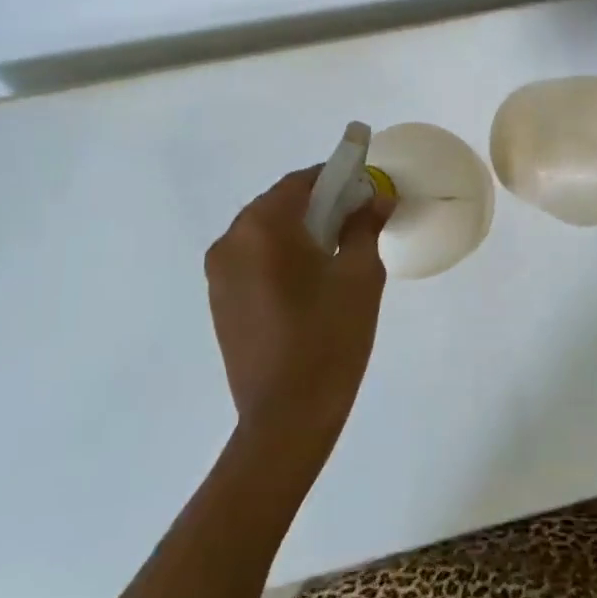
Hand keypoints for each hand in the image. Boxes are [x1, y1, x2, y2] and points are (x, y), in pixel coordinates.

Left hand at [204, 167, 395, 454]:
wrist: (285, 418)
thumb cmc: (329, 339)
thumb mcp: (360, 276)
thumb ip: (365, 226)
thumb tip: (377, 196)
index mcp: (262, 227)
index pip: (301, 182)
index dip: (336, 178)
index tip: (365, 190)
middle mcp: (231, 240)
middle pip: (279, 204)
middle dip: (318, 204)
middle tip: (357, 222)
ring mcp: (218, 272)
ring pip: (264, 231)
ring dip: (299, 230)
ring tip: (335, 254)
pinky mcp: (219, 299)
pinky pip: (252, 258)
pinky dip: (280, 254)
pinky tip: (308, 281)